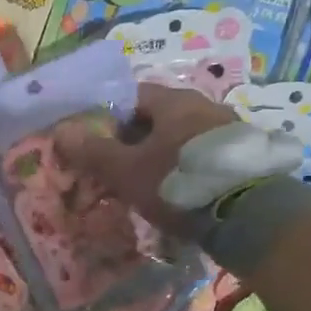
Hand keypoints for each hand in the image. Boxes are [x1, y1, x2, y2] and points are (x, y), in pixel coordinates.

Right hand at [56, 83, 299, 234]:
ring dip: (162, 155)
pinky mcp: (245, 157)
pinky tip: (179, 193)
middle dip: (135, 139)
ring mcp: (229, 130)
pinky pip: (204, 156)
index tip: (97, 142)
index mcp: (174, 101)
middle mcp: (204, 106)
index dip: (110, 115)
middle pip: (159, 117)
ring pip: (182, 137)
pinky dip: (186, 169)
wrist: (249, 215)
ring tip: (147, 184)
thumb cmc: (178, 182)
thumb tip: (61, 131)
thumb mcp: (127, 170)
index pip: (133, 95)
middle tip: (118, 167)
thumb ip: (94, 151)